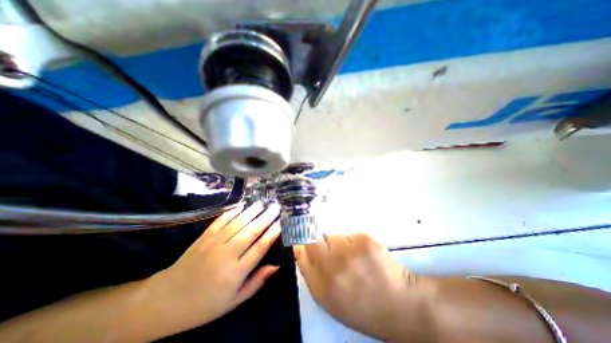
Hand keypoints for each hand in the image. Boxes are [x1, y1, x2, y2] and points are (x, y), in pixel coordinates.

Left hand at [144, 202, 281, 335]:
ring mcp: (214, 243)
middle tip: (276, 207)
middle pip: (251, 231)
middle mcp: (226, 255)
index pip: (259, 248)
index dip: (272, 234)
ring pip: (238, 222)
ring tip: (264, 202)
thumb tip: (275, 266)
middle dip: (266, 217)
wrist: (165, 301)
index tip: (282, 223)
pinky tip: (243, 205)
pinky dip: (233, 211)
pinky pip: (221, 220)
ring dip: (253, 211)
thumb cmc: (204, 305)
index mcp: (235, 273)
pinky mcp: (204, 237)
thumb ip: (256, 282)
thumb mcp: (234, 301)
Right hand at [294, 233, 433, 339]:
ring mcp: (349, 253)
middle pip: (312, 240)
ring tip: (352, 257)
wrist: (400, 306)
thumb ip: (314, 275)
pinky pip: (349, 235)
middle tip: (328, 246)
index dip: (301, 243)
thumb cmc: (362, 306)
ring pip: (332, 236)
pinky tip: (364, 255)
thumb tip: (302, 247)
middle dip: (317, 239)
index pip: (301, 254)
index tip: (303, 237)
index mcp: (321, 288)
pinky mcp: (364, 241)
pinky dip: (353, 242)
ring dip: (338, 243)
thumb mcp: (331, 300)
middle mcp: (331, 269)